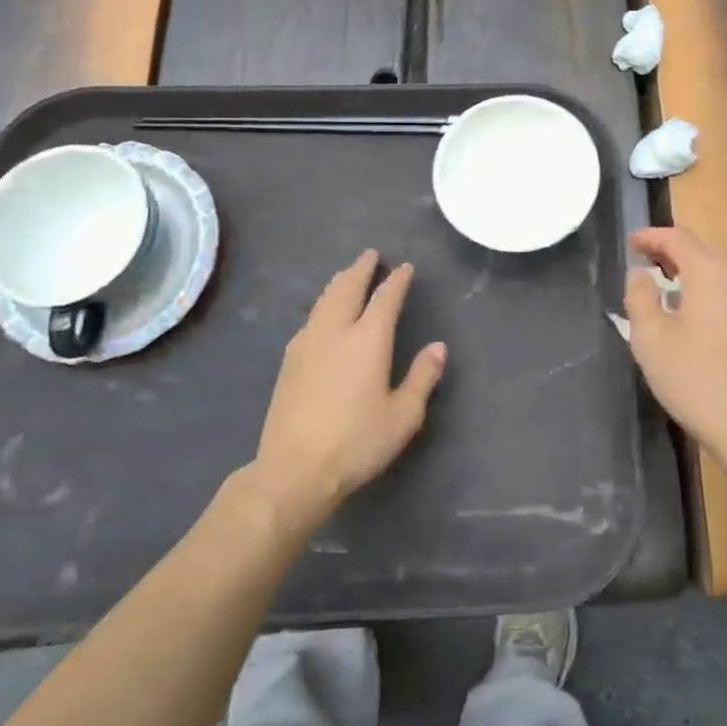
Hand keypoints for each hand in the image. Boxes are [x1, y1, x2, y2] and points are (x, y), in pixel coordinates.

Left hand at [250, 250, 445, 529]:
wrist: (294, 470)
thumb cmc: (357, 443)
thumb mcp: (403, 416)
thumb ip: (422, 377)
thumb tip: (437, 347)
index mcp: (368, 339)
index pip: (385, 298)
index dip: (397, 280)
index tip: (405, 267)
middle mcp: (335, 331)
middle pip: (347, 288)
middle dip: (361, 269)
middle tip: (371, 255)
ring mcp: (307, 343)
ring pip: (324, 299)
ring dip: (340, 282)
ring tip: (348, 275)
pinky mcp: (289, 360)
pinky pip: (311, 317)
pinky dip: (324, 303)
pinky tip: (324, 313)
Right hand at [624, 227, 726, 475]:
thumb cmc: (695, 378)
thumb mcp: (651, 338)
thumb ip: (640, 296)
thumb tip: (641, 273)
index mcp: (711, 271)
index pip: (677, 238)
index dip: (650, 236)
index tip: (630, 243)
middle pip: (701, 251)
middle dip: (670, 252)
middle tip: (643, 263)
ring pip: (719, 271)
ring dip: (691, 271)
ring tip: (667, 285)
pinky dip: (709, 289)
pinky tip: (696, 311)